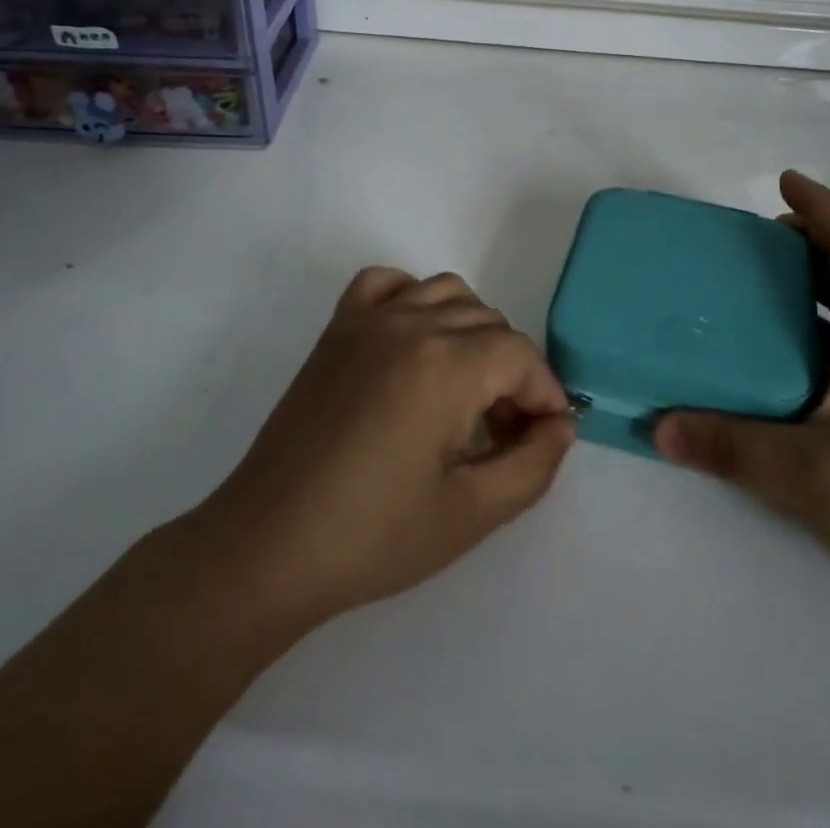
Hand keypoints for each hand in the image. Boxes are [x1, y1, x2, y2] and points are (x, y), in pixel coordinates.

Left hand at [190, 269, 575, 634]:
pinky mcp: (338, 329)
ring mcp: (369, 320)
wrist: (268, 547)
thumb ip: (533, 464)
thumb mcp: (471, 515)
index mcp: (446, 366)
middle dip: (512, 374)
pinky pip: (387, 283)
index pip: (522, 356)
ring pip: (448, 293)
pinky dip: (413, 299)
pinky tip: (413, 344)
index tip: (542, 438)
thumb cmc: (373, 537)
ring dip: (472, 333)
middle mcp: (411, 325)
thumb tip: (561, 424)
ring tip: (464, 390)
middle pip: (491, 324)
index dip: (544, 395)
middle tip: (502, 433)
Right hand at [655, 172, 829, 604]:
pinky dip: (809, 330)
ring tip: (747, 295)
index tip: (784, 180)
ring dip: (806, 286)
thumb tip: (659, 425)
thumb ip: (732, 446)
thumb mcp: (811, 473)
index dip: (822, 207)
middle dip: (805, 240)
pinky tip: (774, 366)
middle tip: (747, 244)